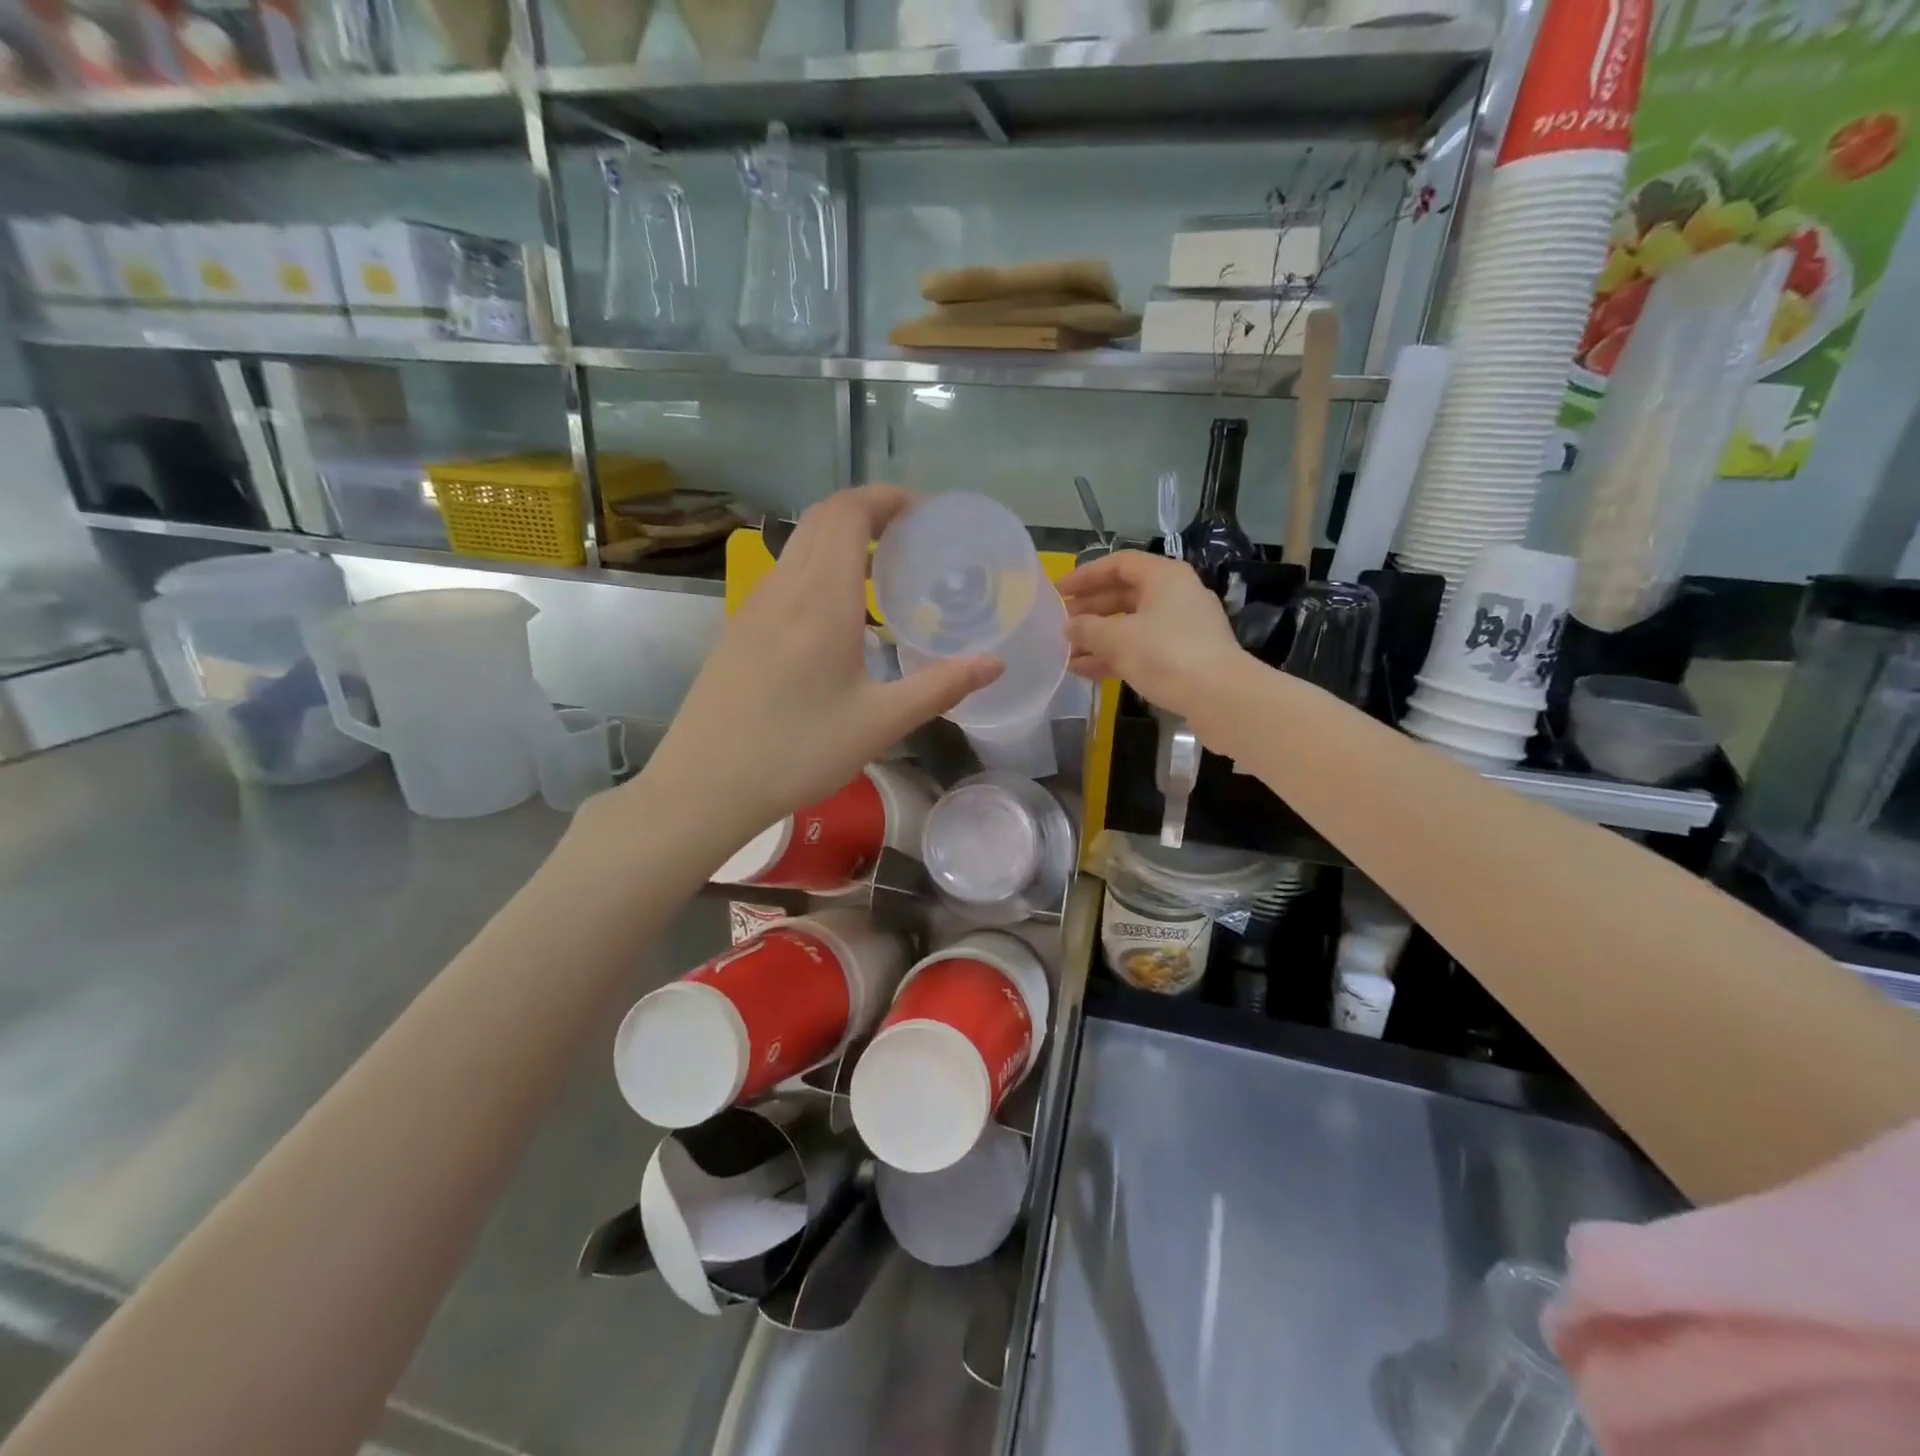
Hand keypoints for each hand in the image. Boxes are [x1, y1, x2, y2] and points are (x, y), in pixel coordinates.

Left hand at [628, 486, 1001, 840]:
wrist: (705, 785)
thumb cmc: (798, 751)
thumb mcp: (880, 723)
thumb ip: (940, 687)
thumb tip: (995, 663)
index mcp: (821, 598)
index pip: (847, 512)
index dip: (885, 498)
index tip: (923, 513)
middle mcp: (784, 588)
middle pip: (822, 518)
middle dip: (868, 512)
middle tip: (912, 537)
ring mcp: (754, 606)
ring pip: (799, 545)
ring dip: (841, 539)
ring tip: (882, 572)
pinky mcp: (740, 629)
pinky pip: (785, 575)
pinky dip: (818, 568)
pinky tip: (839, 616)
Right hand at [1058, 550, 1245, 718]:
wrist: (1220, 697)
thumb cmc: (1166, 654)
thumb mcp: (1118, 639)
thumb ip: (1087, 628)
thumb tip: (1068, 626)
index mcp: (1164, 577)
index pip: (1119, 564)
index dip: (1086, 576)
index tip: (1060, 592)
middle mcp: (1176, 595)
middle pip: (1125, 594)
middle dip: (1090, 610)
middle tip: (1061, 624)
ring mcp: (1182, 628)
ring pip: (1132, 625)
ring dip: (1099, 637)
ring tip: (1067, 653)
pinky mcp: (1184, 657)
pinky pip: (1142, 648)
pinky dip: (1115, 656)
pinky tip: (1086, 671)